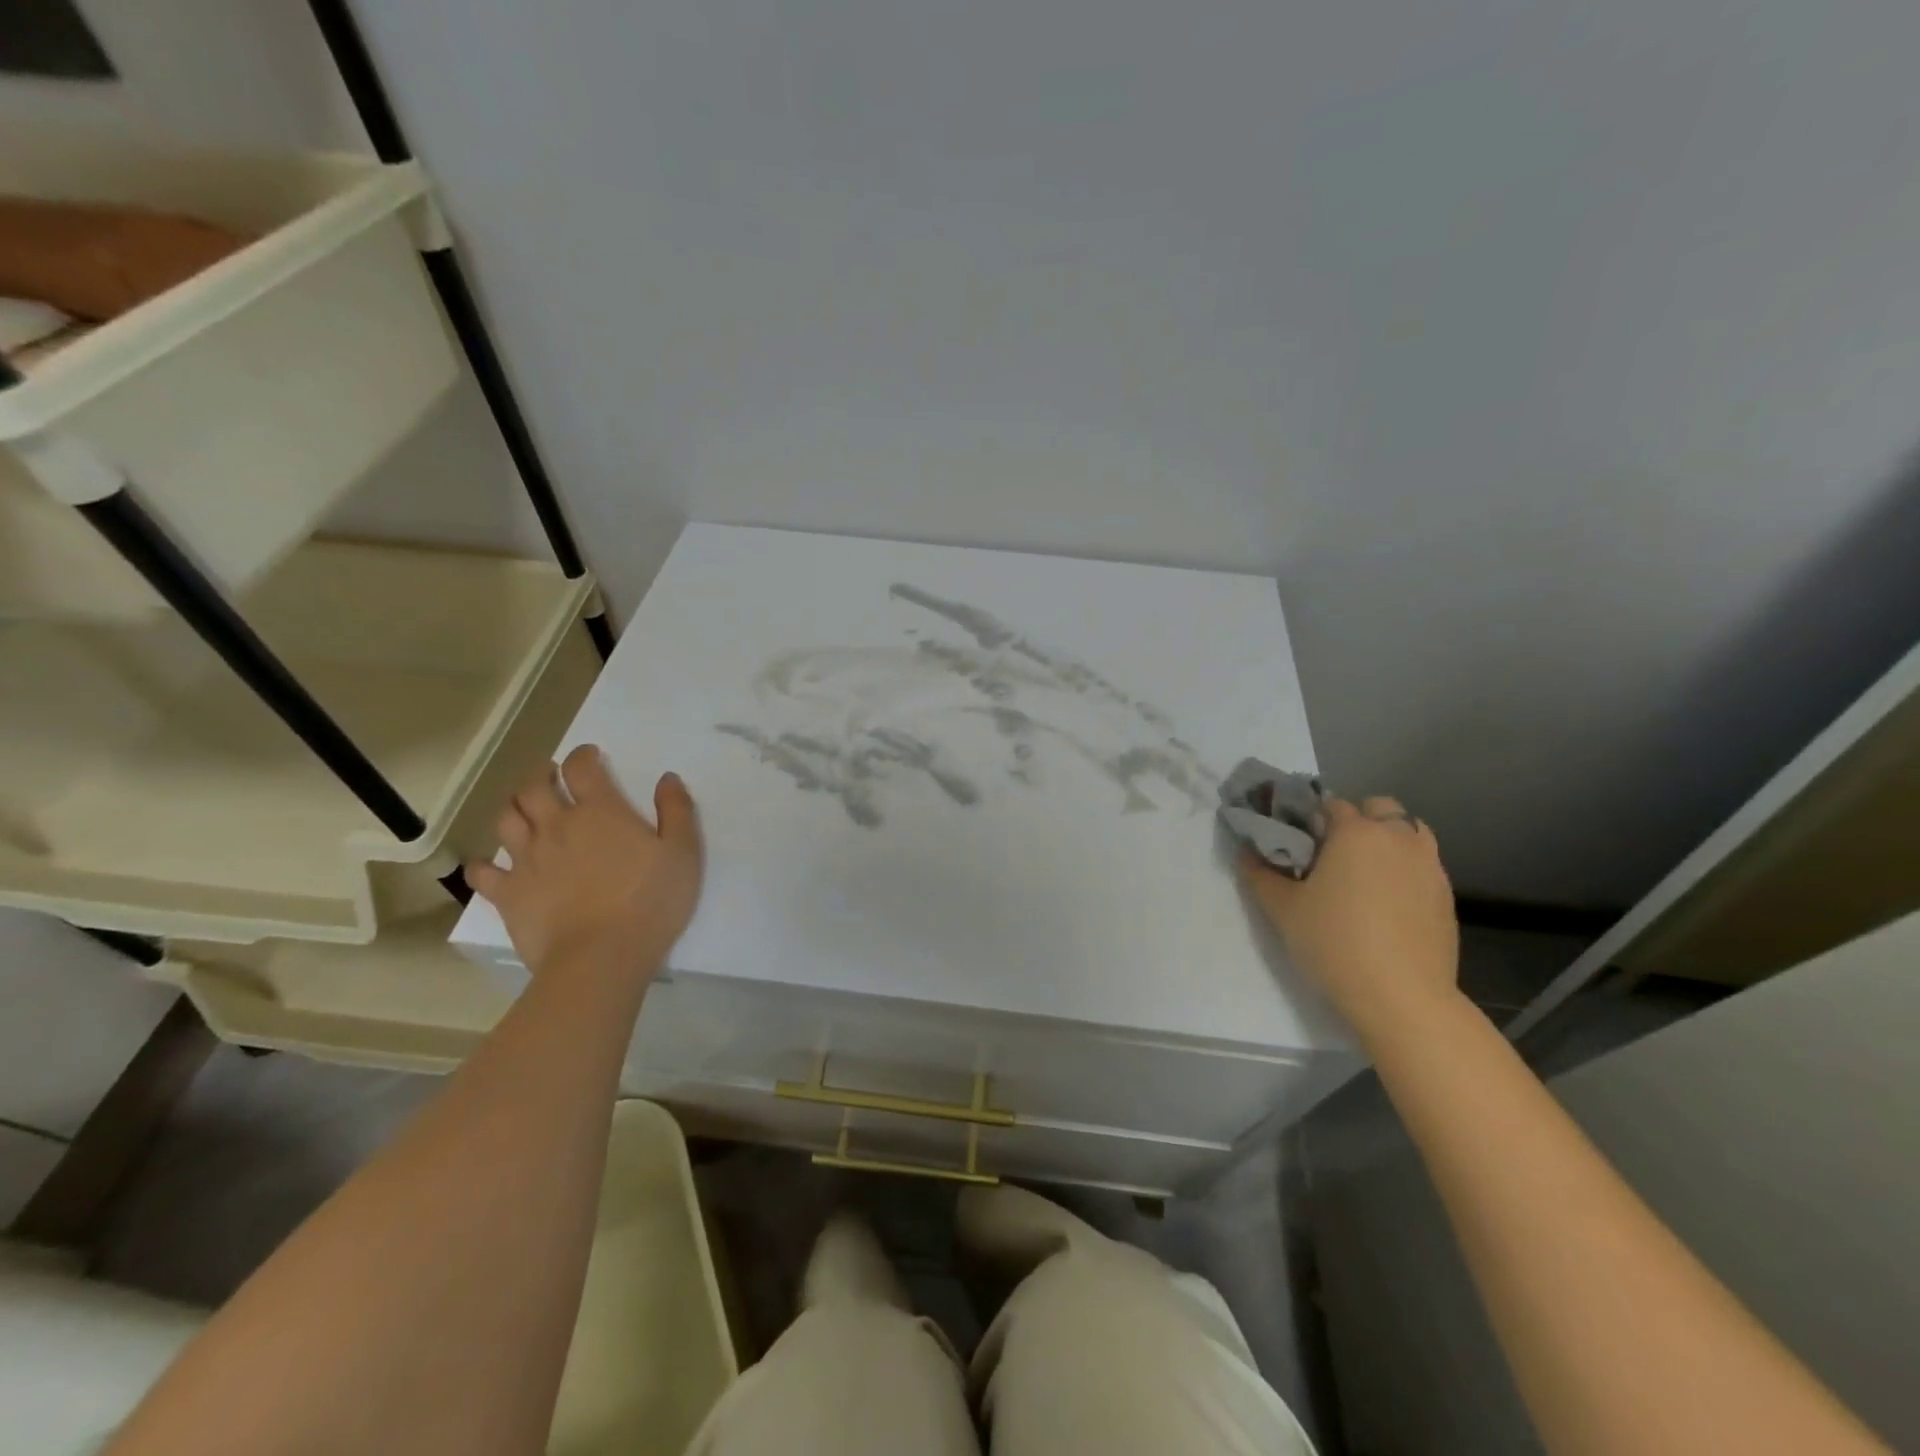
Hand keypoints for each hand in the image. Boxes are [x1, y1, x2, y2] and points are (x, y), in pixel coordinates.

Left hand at [466, 744, 703, 977]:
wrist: (602, 957)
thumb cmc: (651, 901)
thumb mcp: (683, 852)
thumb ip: (676, 811)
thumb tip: (667, 778)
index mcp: (600, 812)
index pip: (582, 768)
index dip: (584, 755)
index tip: (590, 755)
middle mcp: (557, 826)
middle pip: (534, 787)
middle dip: (540, 774)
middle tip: (549, 775)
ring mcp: (527, 860)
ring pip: (506, 819)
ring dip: (513, 806)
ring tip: (522, 808)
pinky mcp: (508, 894)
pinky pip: (484, 872)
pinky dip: (484, 863)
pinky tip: (490, 864)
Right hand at [1239, 796, 1459, 1045]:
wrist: (1402, 998)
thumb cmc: (1334, 943)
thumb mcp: (1282, 909)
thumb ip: (1259, 874)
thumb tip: (1246, 852)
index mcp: (1356, 832)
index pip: (1332, 805)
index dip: (1312, 819)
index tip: (1299, 843)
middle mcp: (1397, 838)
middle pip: (1380, 807)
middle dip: (1358, 819)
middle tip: (1334, 853)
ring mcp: (1429, 866)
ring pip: (1410, 832)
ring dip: (1388, 839)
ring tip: (1365, 873)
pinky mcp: (1446, 896)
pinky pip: (1423, 865)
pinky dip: (1405, 869)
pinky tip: (1388, 903)